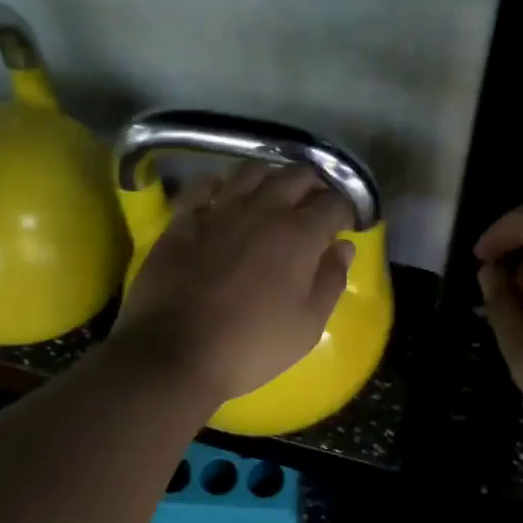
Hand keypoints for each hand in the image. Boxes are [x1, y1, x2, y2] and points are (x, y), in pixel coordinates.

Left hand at [111, 164, 353, 405]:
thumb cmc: (252, 345)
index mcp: (299, 234)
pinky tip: (225, 198)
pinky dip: (221, 185)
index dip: (347, 209)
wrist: (175, 352)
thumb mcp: (308, 325)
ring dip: (271, 178)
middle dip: (314, 185)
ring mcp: (220, 209)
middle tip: (315, 205)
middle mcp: (263, 209)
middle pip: (296, 175)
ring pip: (252, 170)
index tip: (346, 225)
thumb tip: (343, 247)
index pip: (334, 201)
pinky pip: (205, 184)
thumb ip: (331, 280)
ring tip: (273, 196)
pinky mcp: (184, 218)